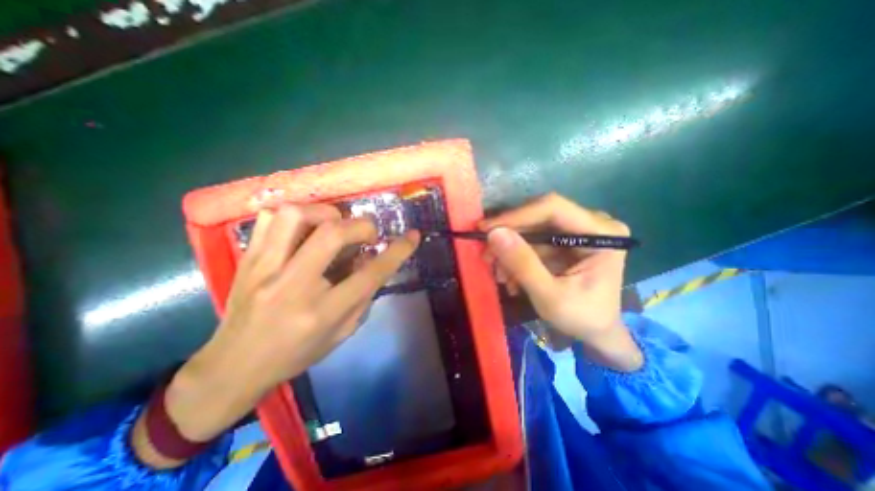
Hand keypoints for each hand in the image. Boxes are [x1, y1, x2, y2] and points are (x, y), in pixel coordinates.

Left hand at [135, 203, 420, 466]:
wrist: (233, 366)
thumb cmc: (296, 354)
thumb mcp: (341, 333)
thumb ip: (362, 296)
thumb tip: (370, 260)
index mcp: (322, 312)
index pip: (370, 274)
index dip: (397, 251)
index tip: (413, 236)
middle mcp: (292, 285)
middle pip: (332, 234)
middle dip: (362, 226)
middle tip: (367, 234)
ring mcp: (264, 268)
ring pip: (296, 216)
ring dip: (326, 213)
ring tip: (335, 225)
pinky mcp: (247, 259)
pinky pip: (270, 219)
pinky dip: (296, 216)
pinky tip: (305, 230)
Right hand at [481, 193, 640, 368]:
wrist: (596, 332)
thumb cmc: (582, 319)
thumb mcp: (549, 296)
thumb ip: (523, 264)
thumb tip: (494, 233)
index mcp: (602, 233)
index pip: (553, 208)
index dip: (516, 216)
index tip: (485, 229)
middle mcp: (592, 223)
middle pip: (539, 216)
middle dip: (509, 235)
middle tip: (485, 253)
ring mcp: (577, 230)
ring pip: (532, 229)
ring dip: (510, 249)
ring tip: (497, 272)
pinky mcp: (564, 241)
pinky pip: (533, 241)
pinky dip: (517, 256)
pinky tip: (509, 276)